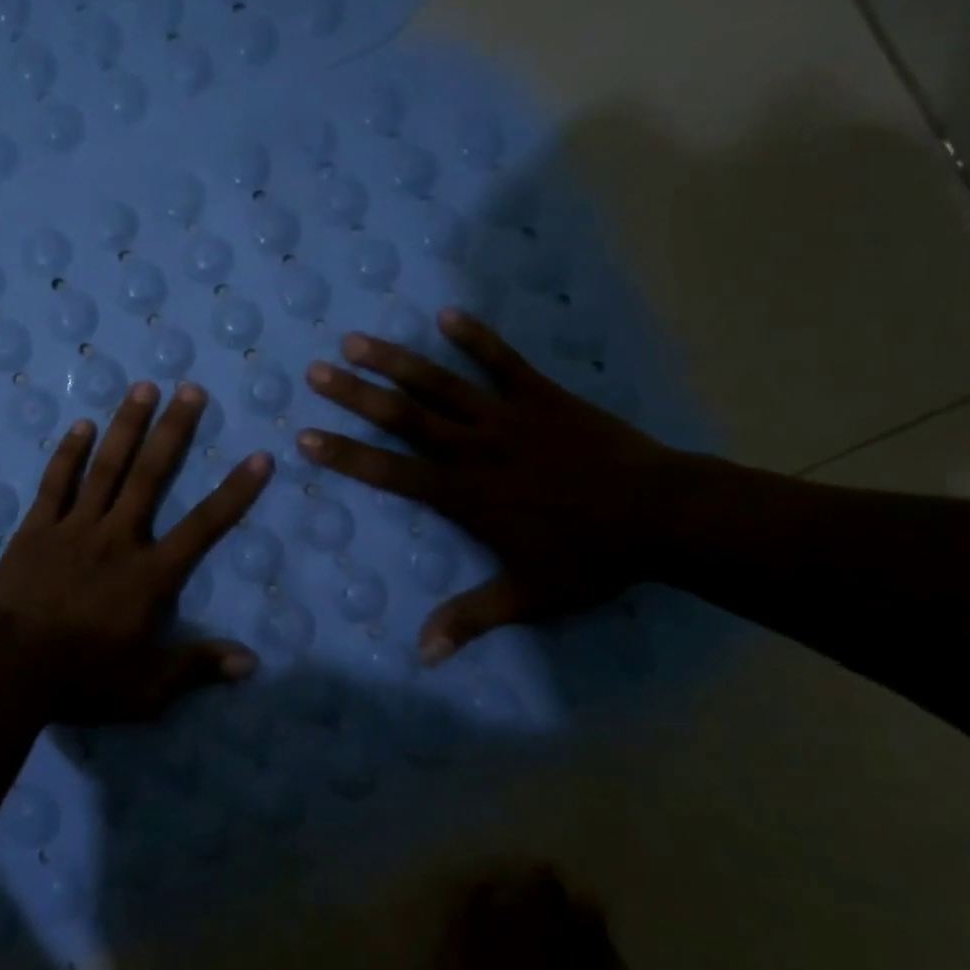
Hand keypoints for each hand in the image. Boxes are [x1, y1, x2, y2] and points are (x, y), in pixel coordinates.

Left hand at [0, 379, 273, 723]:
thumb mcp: (147, 688)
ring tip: (143, 387)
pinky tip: (82, 425)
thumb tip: (252, 663)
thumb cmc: (81, 679)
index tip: (259, 457)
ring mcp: (74, 528)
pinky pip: (56, 484)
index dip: (235, 492)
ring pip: (106, 468)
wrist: (6, 670)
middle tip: (190, 389)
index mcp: (150, 575)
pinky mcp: (36, 529)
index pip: (204, 526)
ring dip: (126, 426)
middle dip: (174, 431)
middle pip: (151, 476)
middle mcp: (118, 538)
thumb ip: (197, 668)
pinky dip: (70, 453)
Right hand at [298, 309, 688, 662]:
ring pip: (440, 384)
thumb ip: (470, 619)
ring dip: (396, 361)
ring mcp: (506, 417)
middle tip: (317, 372)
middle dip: (355, 395)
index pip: (389, 471)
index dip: (344, 454)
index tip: (305, 436)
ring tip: (357, 340)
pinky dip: (475, 337)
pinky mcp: (542, 396)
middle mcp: (472, 448)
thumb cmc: (590, 557)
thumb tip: (423, 656)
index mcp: (463, 493)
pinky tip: (446, 314)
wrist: (663, 516)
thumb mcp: (528, 597)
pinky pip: (502, 362)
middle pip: (403, 416)